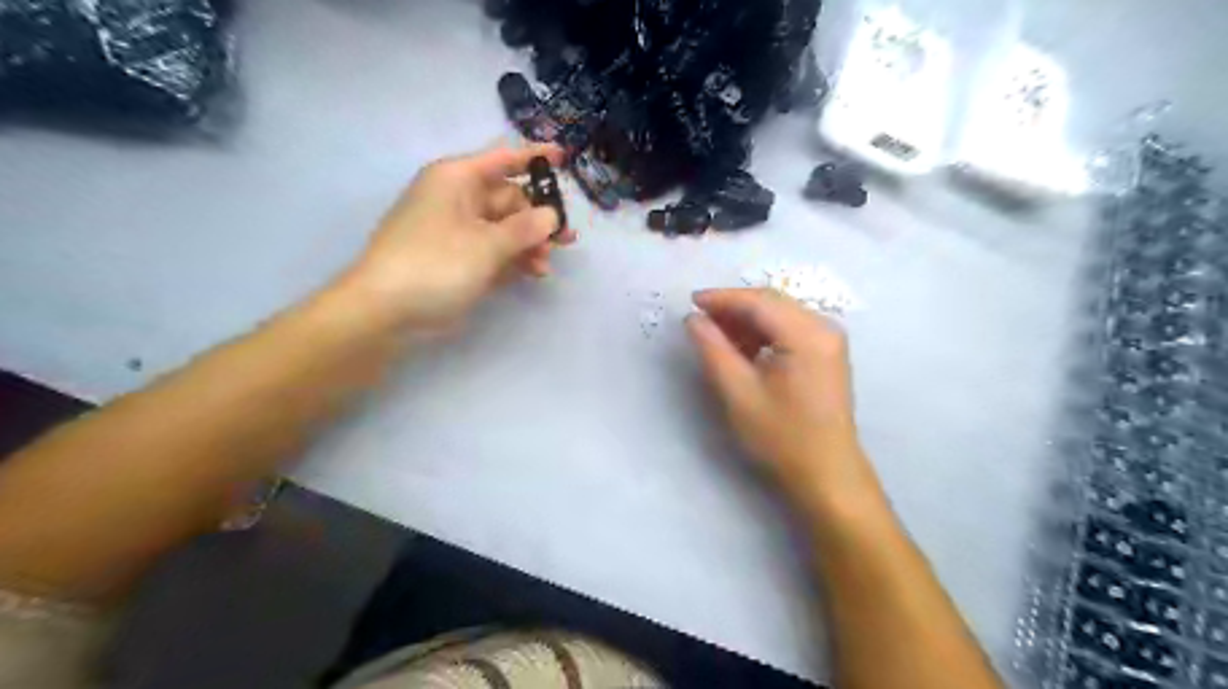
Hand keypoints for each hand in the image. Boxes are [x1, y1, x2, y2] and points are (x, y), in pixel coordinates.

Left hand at [333, 143, 580, 330]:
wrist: (384, 310)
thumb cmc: (434, 264)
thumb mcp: (486, 244)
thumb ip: (525, 228)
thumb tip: (551, 215)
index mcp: (457, 179)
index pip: (503, 158)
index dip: (534, 158)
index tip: (564, 157)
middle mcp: (458, 199)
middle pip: (509, 199)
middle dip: (538, 219)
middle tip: (566, 240)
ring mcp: (457, 231)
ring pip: (504, 228)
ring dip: (529, 244)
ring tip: (546, 266)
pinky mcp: (457, 258)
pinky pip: (493, 249)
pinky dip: (513, 259)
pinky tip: (534, 273)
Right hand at [689, 287, 882, 518]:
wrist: (826, 473)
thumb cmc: (782, 436)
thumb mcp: (739, 392)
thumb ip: (713, 349)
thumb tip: (693, 319)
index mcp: (807, 334)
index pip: (759, 301)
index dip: (722, 298)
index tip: (690, 302)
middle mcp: (824, 327)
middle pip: (771, 302)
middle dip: (733, 307)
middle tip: (699, 320)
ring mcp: (829, 340)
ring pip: (779, 314)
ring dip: (746, 320)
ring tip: (715, 336)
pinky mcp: (826, 353)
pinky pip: (789, 329)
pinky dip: (762, 333)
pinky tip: (742, 348)